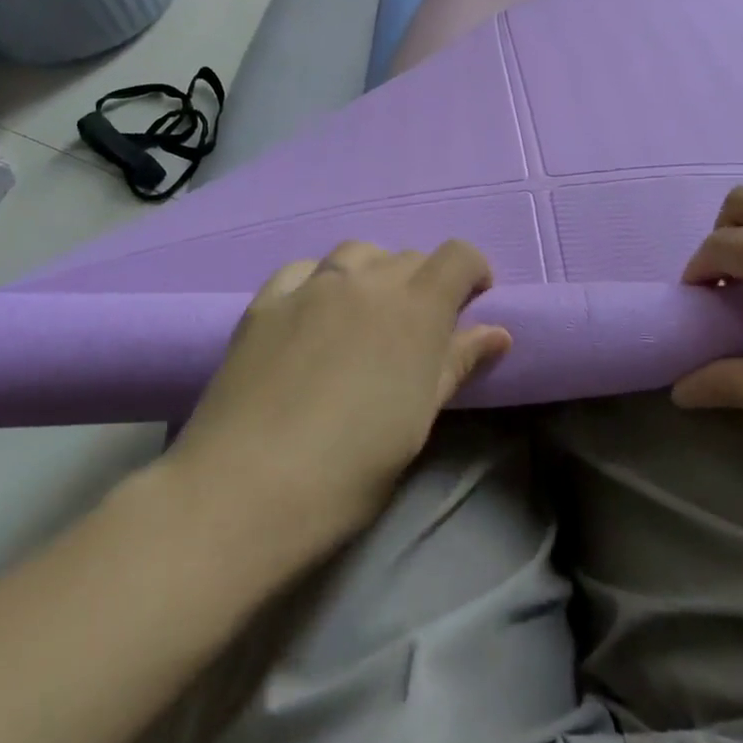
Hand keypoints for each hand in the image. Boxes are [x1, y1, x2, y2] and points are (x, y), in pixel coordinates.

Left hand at [163, 240, 510, 565]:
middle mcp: (366, 281)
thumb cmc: (349, 469)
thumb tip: (498, 332)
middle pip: (409, 257)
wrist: (245, 488)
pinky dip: (321, 279)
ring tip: (366, 314)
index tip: (473, 303)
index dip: (473, 271)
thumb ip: (456, 365)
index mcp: (415, 309)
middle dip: (425, 282)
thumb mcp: (417, 420)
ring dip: (374, 273)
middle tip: (416, 329)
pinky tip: (313, 311)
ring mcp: (311, 286)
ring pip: (357, 253)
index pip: (458, 257)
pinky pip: (304, 269)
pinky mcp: (266, 301)